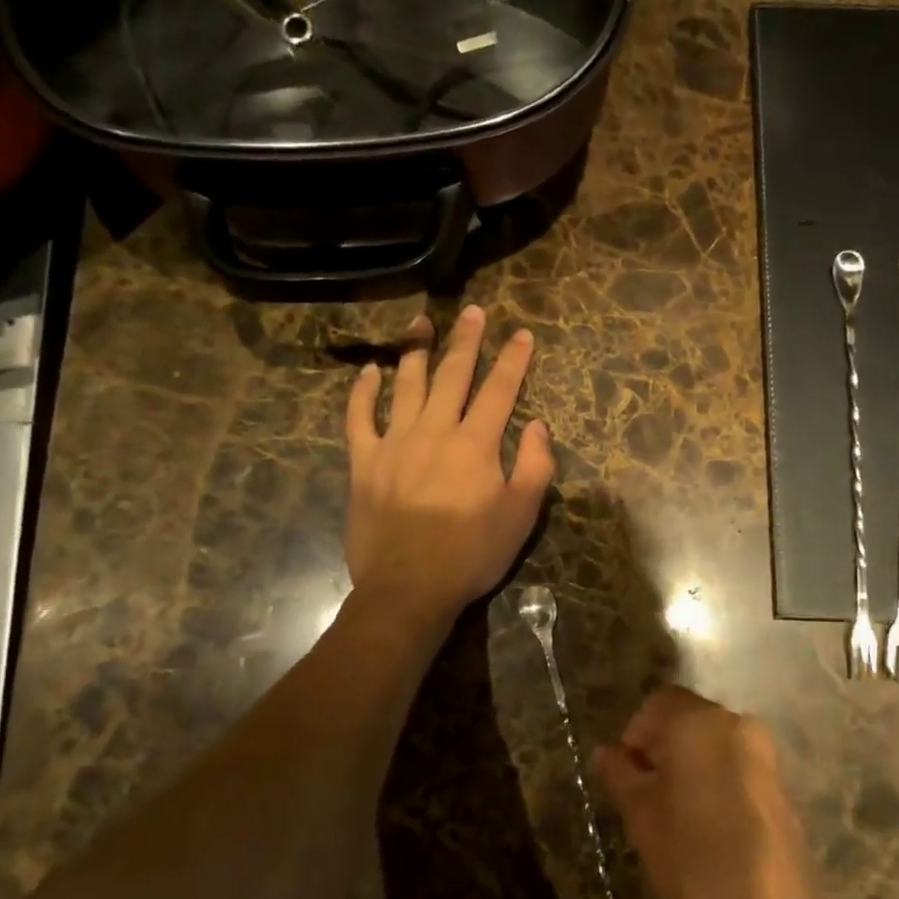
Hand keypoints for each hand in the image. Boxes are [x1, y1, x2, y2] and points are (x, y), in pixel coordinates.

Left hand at [345, 305, 554, 619]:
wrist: (408, 587)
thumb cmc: (471, 554)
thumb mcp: (521, 515)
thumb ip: (535, 465)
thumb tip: (538, 425)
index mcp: (476, 443)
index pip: (499, 389)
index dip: (513, 360)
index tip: (522, 334)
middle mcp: (435, 430)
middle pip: (452, 374)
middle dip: (467, 340)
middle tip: (474, 311)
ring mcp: (394, 442)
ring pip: (406, 385)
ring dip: (416, 350)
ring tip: (422, 322)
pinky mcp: (364, 461)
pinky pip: (359, 417)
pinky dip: (363, 392)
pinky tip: (370, 372)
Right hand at [592, 687, 835, 898]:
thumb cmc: (692, 858)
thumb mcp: (642, 816)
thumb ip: (620, 775)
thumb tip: (604, 753)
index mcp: (701, 722)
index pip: (661, 702)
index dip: (636, 731)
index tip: (625, 770)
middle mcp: (739, 726)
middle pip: (690, 721)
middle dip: (663, 748)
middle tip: (644, 792)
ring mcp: (768, 758)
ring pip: (717, 745)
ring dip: (691, 765)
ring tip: (673, 812)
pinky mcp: (784, 791)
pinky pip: (740, 769)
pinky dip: (718, 782)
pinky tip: (707, 827)